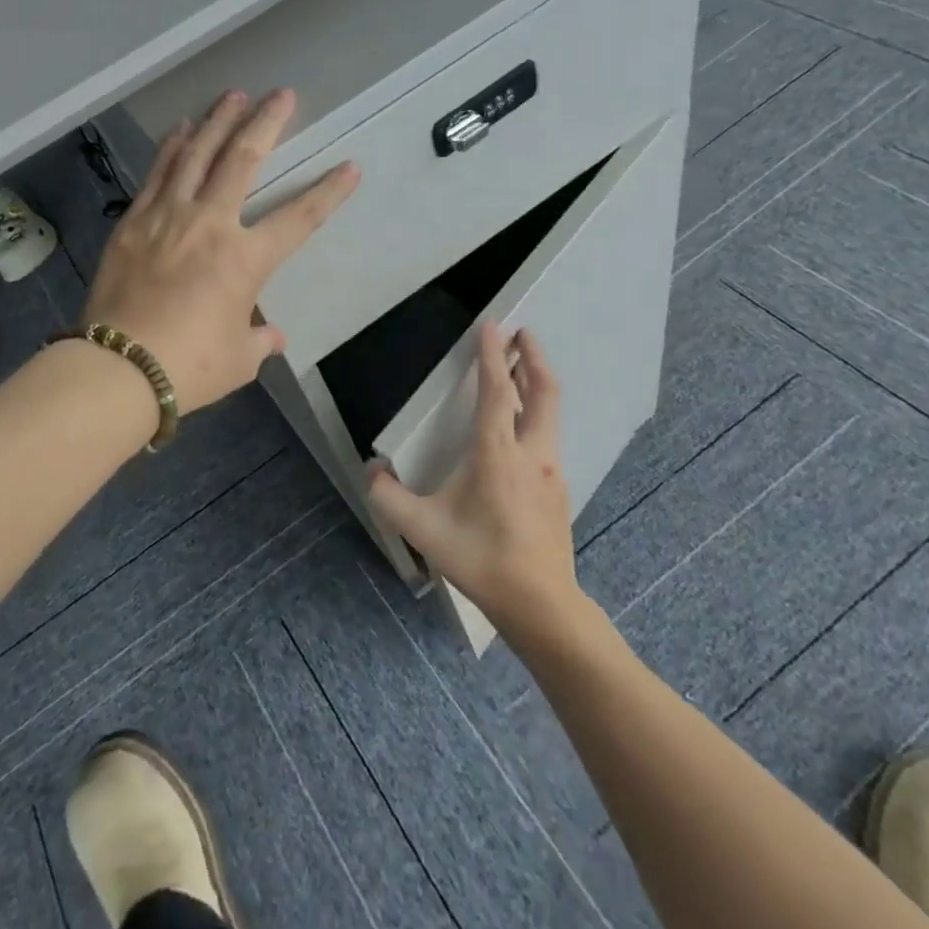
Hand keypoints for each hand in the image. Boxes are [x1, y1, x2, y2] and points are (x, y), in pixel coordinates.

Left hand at [82, 89, 357, 414]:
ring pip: (197, 155)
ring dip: (219, 122)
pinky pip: (158, 174)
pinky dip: (172, 148)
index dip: (328, 192)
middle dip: (266, 123)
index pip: (299, 219)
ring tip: (234, 95)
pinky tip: (181, 129)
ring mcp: (168, 217)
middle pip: (243, 161)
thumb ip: (259, 341)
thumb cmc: (189, 367)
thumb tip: (271, 336)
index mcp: (245, 259)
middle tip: (281, 95)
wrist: (118, 368)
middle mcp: (210, 224)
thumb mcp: (238, 360)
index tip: (350, 167)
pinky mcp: (134, 222)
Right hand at [368, 322, 581, 634]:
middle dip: (533, 357)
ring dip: (538, 384)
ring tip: (524, 369)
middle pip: (542, 392)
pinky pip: (549, 438)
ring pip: (550, 414)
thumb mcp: (423, 529)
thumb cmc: (480, 558)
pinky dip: (539, 416)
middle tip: (524, 334)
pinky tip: (525, 429)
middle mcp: (531, 453)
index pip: (498, 390)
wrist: (540, 604)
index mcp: (497, 452)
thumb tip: (369, 470)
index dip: (493, 354)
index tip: (494, 324)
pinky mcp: (559, 491)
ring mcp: (551, 472)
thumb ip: (387, 497)